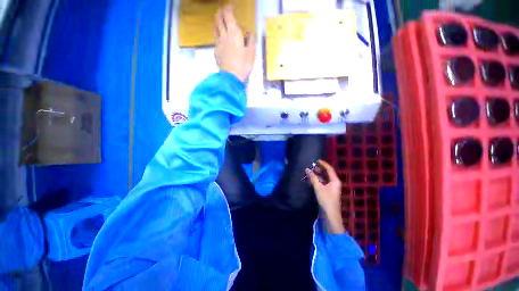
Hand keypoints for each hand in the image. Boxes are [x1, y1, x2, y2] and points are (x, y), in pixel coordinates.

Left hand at [214, 5, 255, 81]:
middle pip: (218, 18)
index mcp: (233, 33)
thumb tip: (248, 31)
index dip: (228, 7)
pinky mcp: (216, 51)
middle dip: (220, 12)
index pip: (228, 14)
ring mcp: (218, 43)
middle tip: (224, 11)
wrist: (231, 77)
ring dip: (217, 22)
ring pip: (215, 28)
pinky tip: (222, 39)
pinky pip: (216, 39)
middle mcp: (224, 35)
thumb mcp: (252, 52)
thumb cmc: (243, 64)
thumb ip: (251, 39)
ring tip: (221, 22)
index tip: (231, 5)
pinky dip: (218, 35)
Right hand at [306, 160, 344, 233]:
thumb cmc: (326, 200)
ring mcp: (331, 188)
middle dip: (319, 169)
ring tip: (310, 172)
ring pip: (324, 178)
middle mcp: (334, 183)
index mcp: (335, 181)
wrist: (330, 216)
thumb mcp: (318, 188)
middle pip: (327, 173)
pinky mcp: (327, 192)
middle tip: (311, 166)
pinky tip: (311, 179)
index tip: (316, 160)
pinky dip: (317, 180)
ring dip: (318, 175)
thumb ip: (313, 178)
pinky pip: (323, 183)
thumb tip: (307, 169)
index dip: (323, 164)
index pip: (329, 169)